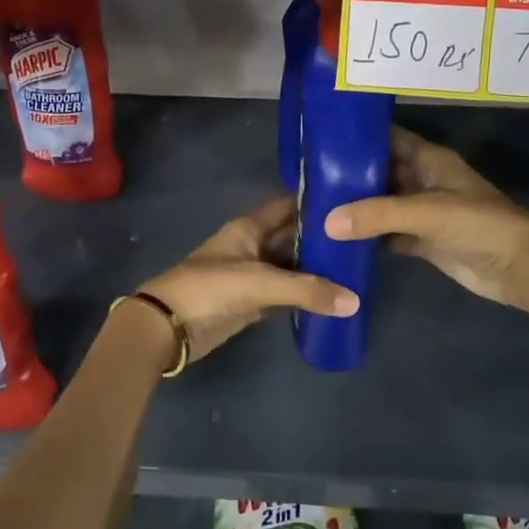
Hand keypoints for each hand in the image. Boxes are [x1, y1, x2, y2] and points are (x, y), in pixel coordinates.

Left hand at [134, 196, 357, 366]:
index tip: (349, 201)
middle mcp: (252, 245)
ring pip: (290, 266)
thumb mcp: (260, 283)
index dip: (314, 202)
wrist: (167, 327)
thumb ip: (307, 290)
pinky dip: (304, 295)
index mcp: (249, 227)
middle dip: (321, 240)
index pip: (287, 206)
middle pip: (292, 237)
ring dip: (315, 269)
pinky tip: (331, 298)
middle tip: (361, 242)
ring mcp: (251, 275)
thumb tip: (355, 301)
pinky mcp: (251, 302)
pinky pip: (285, 294)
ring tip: (355, 269)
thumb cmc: (210, 288)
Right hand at [324, 127, 528, 309]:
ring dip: (357, 208)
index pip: (388, 139)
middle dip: (350, 176)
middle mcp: (424, 181)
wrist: (520, 267)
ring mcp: (425, 213)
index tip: (322, 138)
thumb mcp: (427, 212)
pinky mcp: (425, 241)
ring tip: (315, 208)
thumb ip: (377, 215)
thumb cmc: (478, 224)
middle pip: (381, 172)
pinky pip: (390, 234)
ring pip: (383, 205)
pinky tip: (339, 240)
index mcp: (430, 160)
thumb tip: (327, 222)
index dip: (359, 137)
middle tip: (309, 179)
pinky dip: (369, 237)